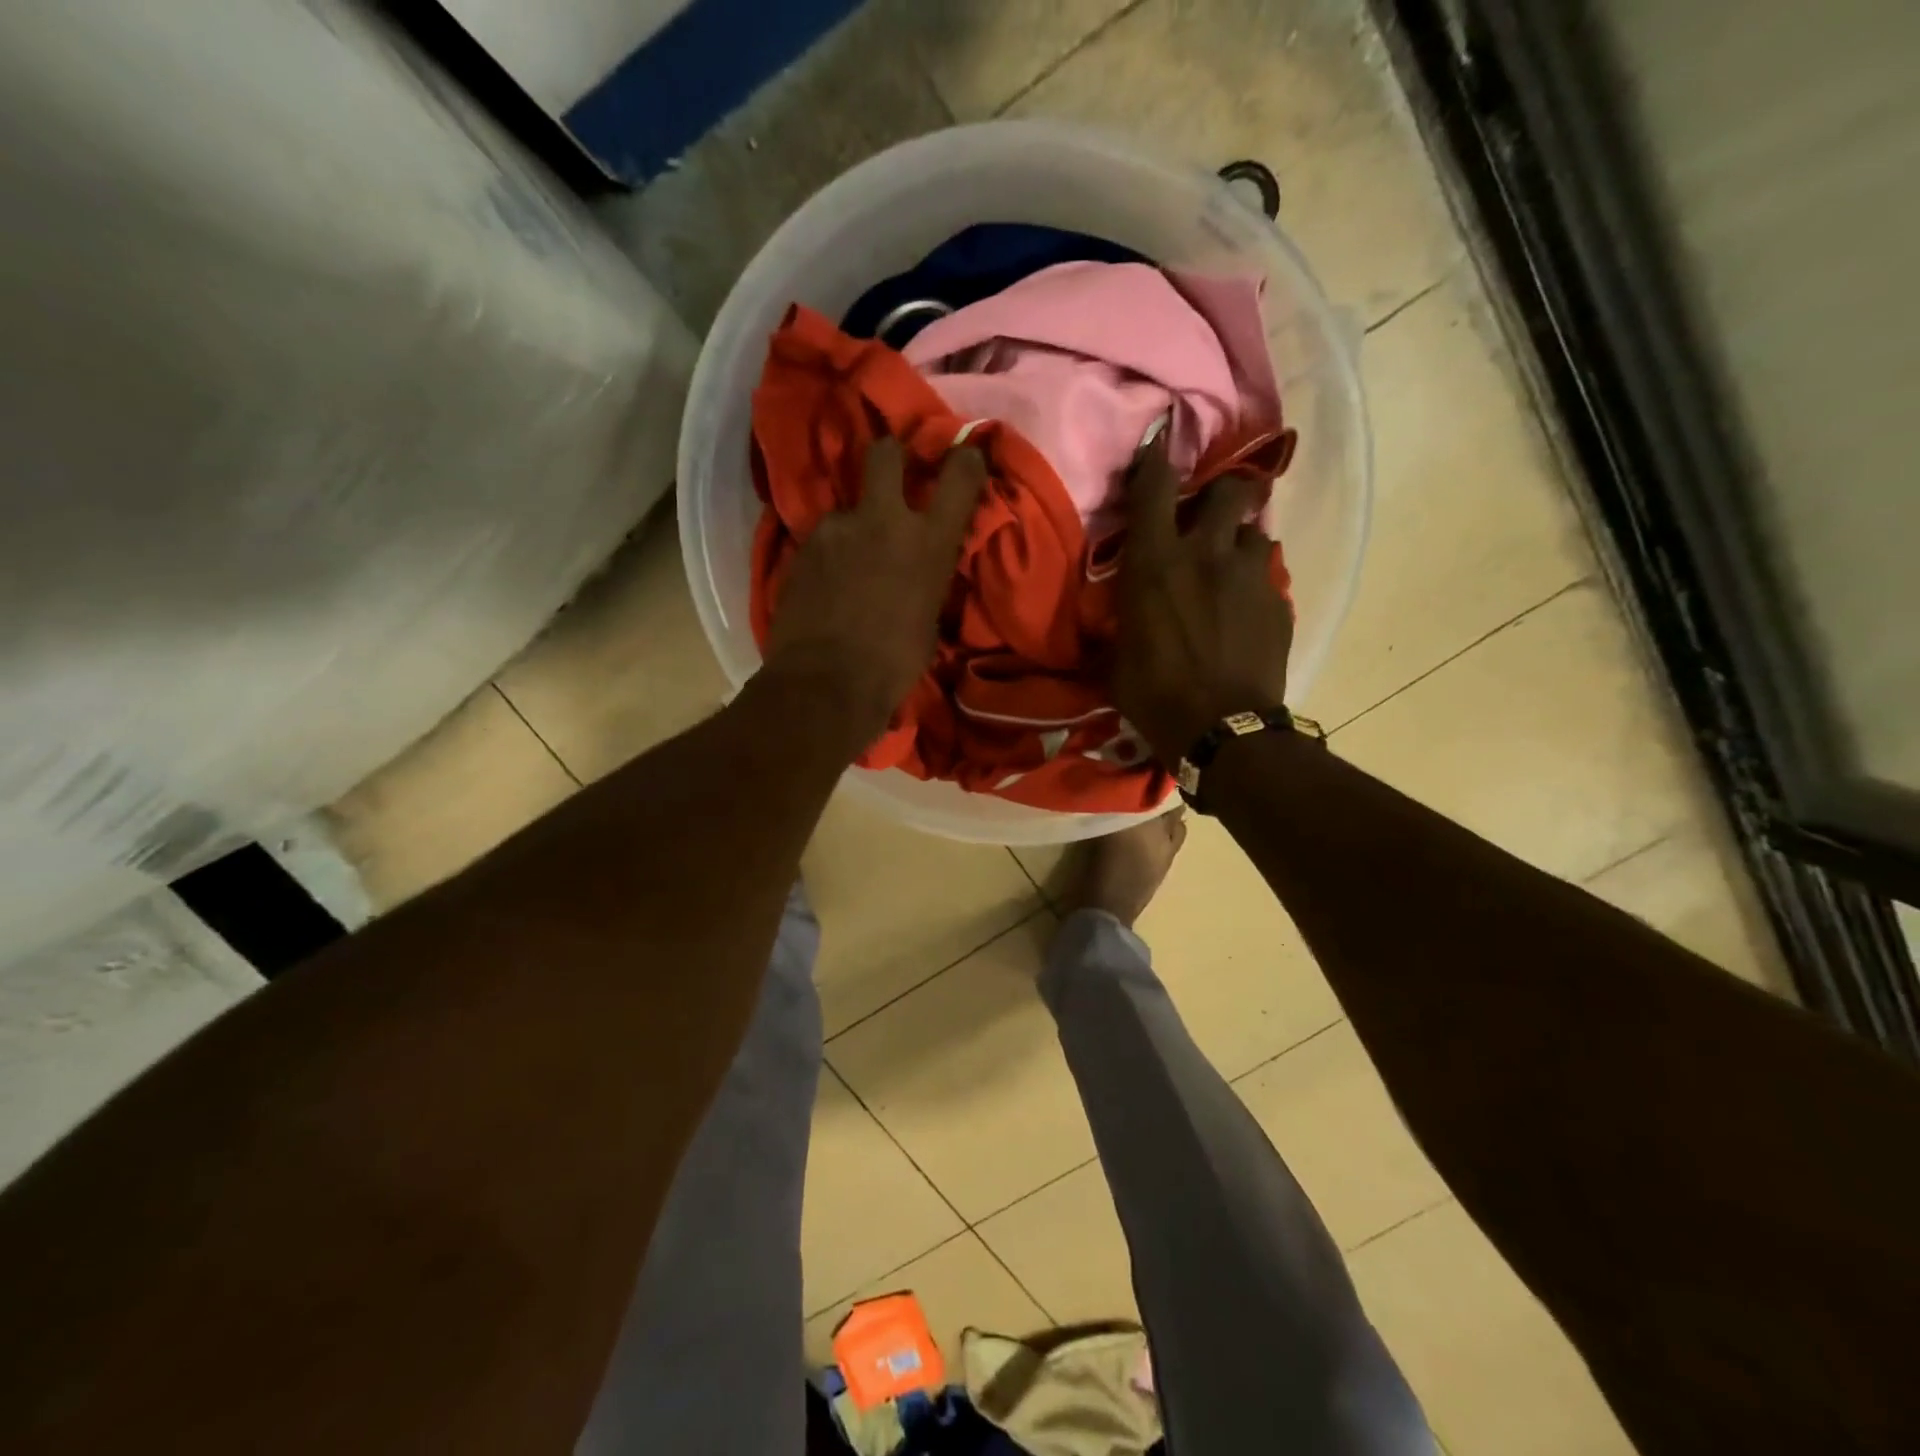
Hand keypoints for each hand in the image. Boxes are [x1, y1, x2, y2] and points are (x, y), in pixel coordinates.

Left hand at [765, 436, 986, 747]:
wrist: (826, 682)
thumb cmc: (893, 665)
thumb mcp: (929, 621)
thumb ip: (927, 581)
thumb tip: (920, 573)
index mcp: (929, 543)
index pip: (960, 476)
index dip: (965, 457)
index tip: (965, 453)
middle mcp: (884, 521)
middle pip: (886, 453)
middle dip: (890, 456)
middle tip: (889, 475)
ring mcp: (838, 528)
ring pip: (847, 508)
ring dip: (852, 528)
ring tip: (846, 565)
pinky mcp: (802, 545)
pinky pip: (822, 539)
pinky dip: (827, 555)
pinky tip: (824, 584)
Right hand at [1113, 434, 1293, 765]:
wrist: (1222, 730)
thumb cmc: (1155, 696)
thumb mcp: (1116, 660)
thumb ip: (1121, 623)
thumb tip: (1113, 621)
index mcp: (1154, 564)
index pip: (1153, 488)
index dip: (1156, 456)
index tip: (1162, 435)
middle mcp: (1204, 553)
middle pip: (1227, 489)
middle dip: (1222, 490)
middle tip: (1213, 509)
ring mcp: (1248, 573)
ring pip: (1255, 530)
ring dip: (1241, 539)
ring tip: (1232, 564)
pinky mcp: (1277, 599)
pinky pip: (1267, 573)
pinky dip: (1255, 579)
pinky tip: (1247, 604)